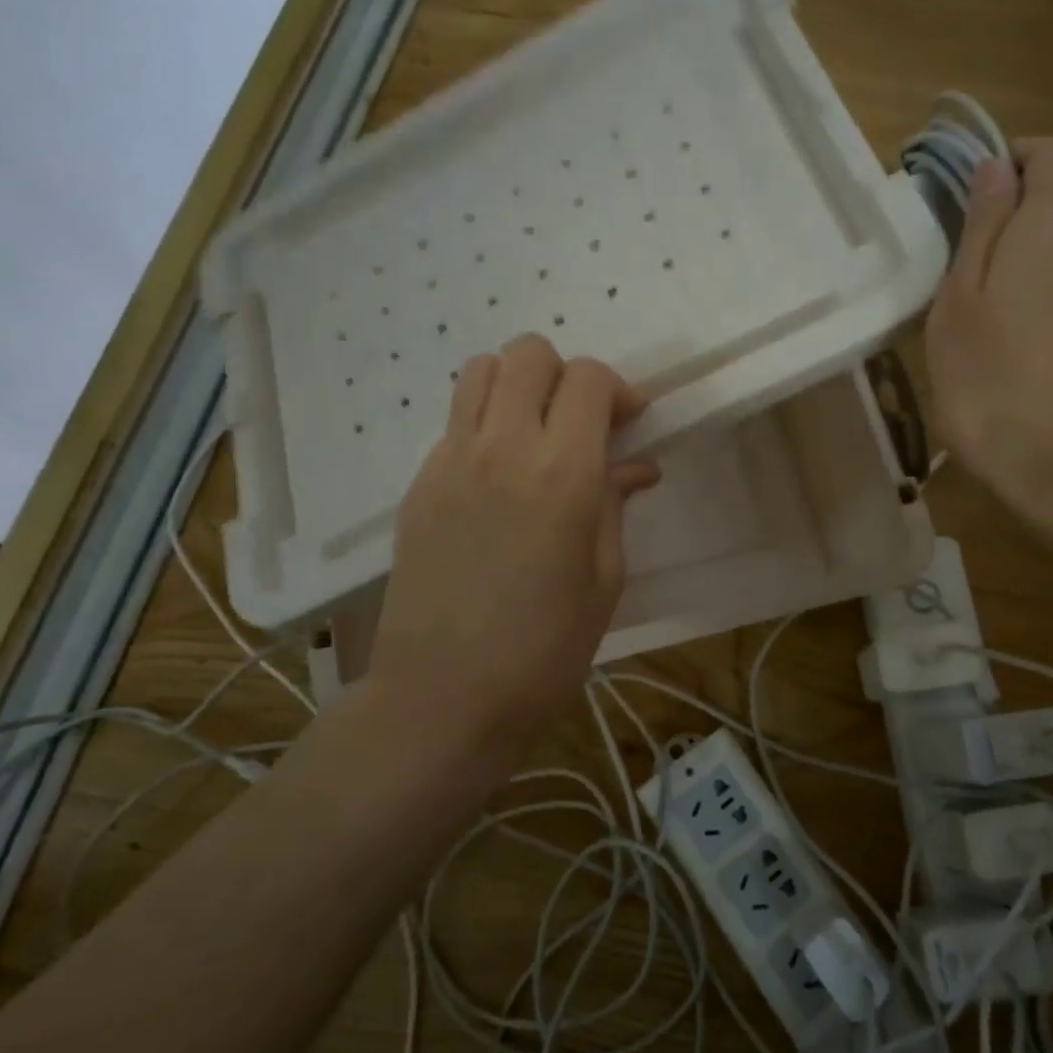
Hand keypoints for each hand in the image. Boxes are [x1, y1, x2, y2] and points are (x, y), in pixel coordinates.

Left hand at [365, 335, 659, 754]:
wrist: (443, 698)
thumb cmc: (545, 651)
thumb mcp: (604, 580)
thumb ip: (616, 506)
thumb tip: (634, 466)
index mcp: (563, 474)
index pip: (589, 380)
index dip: (618, 389)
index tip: (631, 422)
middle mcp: (502, 448)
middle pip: (529, 354)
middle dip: (566, 375)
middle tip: (584, 423)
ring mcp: (450, 461)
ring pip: (480, 371)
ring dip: (518, 386)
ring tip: (537, 434)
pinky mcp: (418, 484)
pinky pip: (456, 422)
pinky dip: (485, 426)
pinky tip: (499, 480)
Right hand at [924, 137, 1052, 524]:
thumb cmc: (991, 380)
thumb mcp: (960, 301)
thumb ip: (979, 227)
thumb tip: (994, 168)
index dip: (1013, 155)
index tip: (966, 187)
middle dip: (1028, 187)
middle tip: (973, 226)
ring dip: (1039, 228)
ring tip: (987, 270)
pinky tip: (1014, 309)